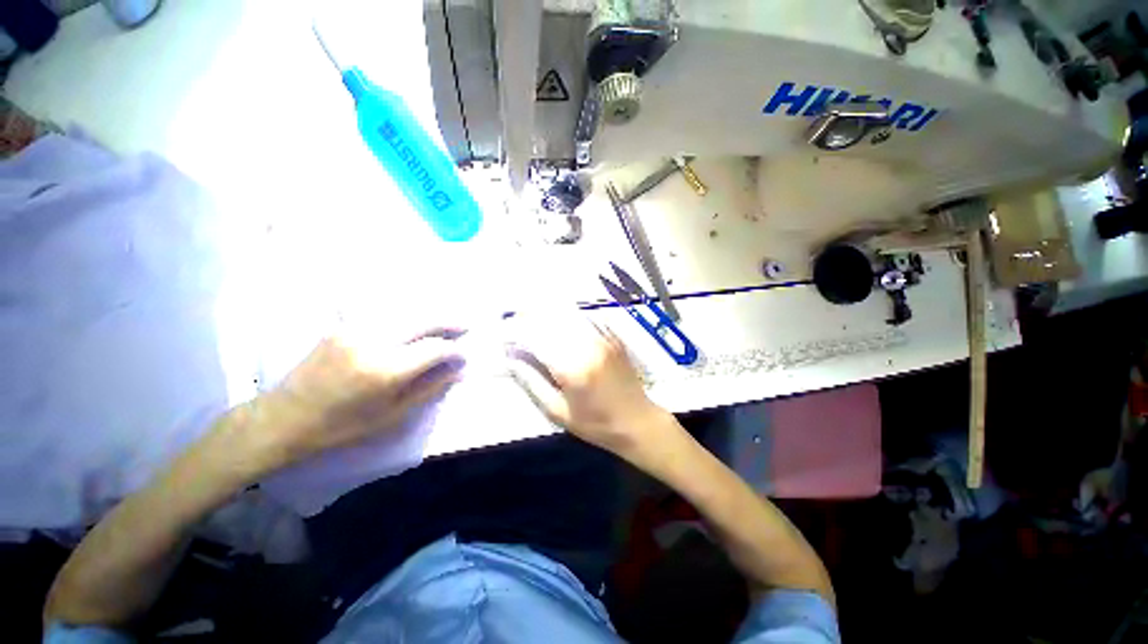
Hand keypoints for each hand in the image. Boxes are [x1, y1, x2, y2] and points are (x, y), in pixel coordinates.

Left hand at [250, 329, 464, 467]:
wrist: (284, 417)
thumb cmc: (341, 426)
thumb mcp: (392, 416)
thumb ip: (430, 388)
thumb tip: (459, 369)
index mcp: (385, 370)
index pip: (433, 348)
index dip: (454, 350)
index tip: (464, 355)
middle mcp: (372, 341)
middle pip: (423, 320)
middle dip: (449, 322)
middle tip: (466, 325)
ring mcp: (355, 328)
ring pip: (405, 310)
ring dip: (430, 314)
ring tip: (445, 322)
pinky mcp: (344, 325)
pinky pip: (385, 313)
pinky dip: (407, 314)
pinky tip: (415, 321)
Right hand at [507, 314, 671, 457]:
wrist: (637, 422)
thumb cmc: (596, 424)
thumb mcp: (558, 413)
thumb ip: (533, 384)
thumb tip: (512, 360)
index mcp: (572, 369)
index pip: (537, 339)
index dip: (517, 332)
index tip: (504, 332)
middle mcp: (587, 347)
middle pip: (552, 321)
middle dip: (530, 316)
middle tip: (515, 316)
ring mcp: (603, 339)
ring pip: (569, 315)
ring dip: (549, 311)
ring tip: (533, 312)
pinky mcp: (613, 338)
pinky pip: (588, 317)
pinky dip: (570, 314)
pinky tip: (561, 314)